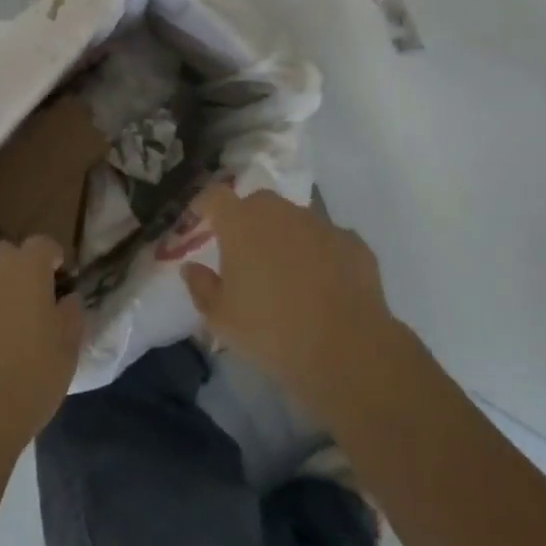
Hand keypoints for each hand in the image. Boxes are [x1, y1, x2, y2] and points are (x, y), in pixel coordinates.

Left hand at [0, 237, 84, 454]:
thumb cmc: (26, 382)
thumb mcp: (67, 353)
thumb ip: (71, 315)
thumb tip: (67, 297)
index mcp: (28, 267)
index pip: (43, 245)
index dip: (49, 261)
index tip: (53, 283)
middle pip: (3, 254)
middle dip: (11, 274)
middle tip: (15, 310)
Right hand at [181, 185, 402, 423]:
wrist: (347, 350)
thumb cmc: (271, 331)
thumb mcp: (221, 318)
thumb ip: (201, 286)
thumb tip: (192, 268)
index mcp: (242, 223)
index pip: (215, 196)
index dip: (205, 205)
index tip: (200, 222)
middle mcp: (281, 213)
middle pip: (257, 202)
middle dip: (247, 219)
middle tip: (244, 251)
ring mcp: (321, 225)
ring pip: (294, 220)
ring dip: (285, 236)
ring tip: (286, 272)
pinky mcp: (353, 243)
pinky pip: (328, 240)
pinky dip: (320, 254)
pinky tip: (322, 284)